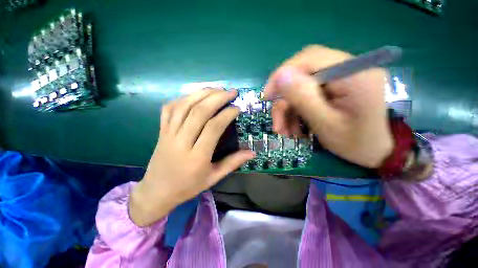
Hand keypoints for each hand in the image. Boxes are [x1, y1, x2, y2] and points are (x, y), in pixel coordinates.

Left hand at [129, 88, 254, 226]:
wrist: (157, 192)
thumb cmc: (188, 186)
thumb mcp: (214, 178)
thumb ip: (233, 163)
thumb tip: (252, 153)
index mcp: (197, 156)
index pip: (213, 127)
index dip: (227, 114)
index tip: (237, 107)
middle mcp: (181, 141)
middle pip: (199, 112)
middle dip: (217, 98)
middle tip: (231, 92)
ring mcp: (168, 134)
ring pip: (184, 106)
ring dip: (201, 93)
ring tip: (216, 88)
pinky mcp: (161, 131)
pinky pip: (169, 108)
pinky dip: (183, 98)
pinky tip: (194, 95)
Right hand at [264, 45, 393, 167]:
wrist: (375, 152)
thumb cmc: (355, 142)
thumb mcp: (325, 123)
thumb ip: (304, 98)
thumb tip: (280, 76)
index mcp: (354, 73)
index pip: (310, 58)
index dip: (283, 74)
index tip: (267, 96)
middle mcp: (347, 69)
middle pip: (302, 74)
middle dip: (284, 100)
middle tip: (276, 122)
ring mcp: (340, 78)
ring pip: (300, 89)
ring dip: (288, 111)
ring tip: (284, 132)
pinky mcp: (333, 88)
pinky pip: (305, 96)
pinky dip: (295, 112)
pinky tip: (294, 128)